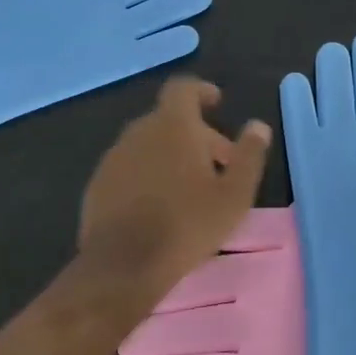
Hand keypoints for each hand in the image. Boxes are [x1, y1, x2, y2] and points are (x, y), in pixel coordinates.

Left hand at [80, 77, 270, 299]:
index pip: (183, 88)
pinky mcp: (97, 184)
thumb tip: (258, 126)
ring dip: (170, 155)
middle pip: (169, 119)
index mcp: (173, 125)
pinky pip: (129, 168)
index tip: (216, 104)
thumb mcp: (234, 195)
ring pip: (148, 144)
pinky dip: (146, 175)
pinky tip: (158, 206)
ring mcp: (114, 157)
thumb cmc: (187, 225)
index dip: (201, 91)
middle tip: (217, 165)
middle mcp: (139, 131)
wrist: (123, 266)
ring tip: (189, 189)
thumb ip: (249, 155)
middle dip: (195, 134)